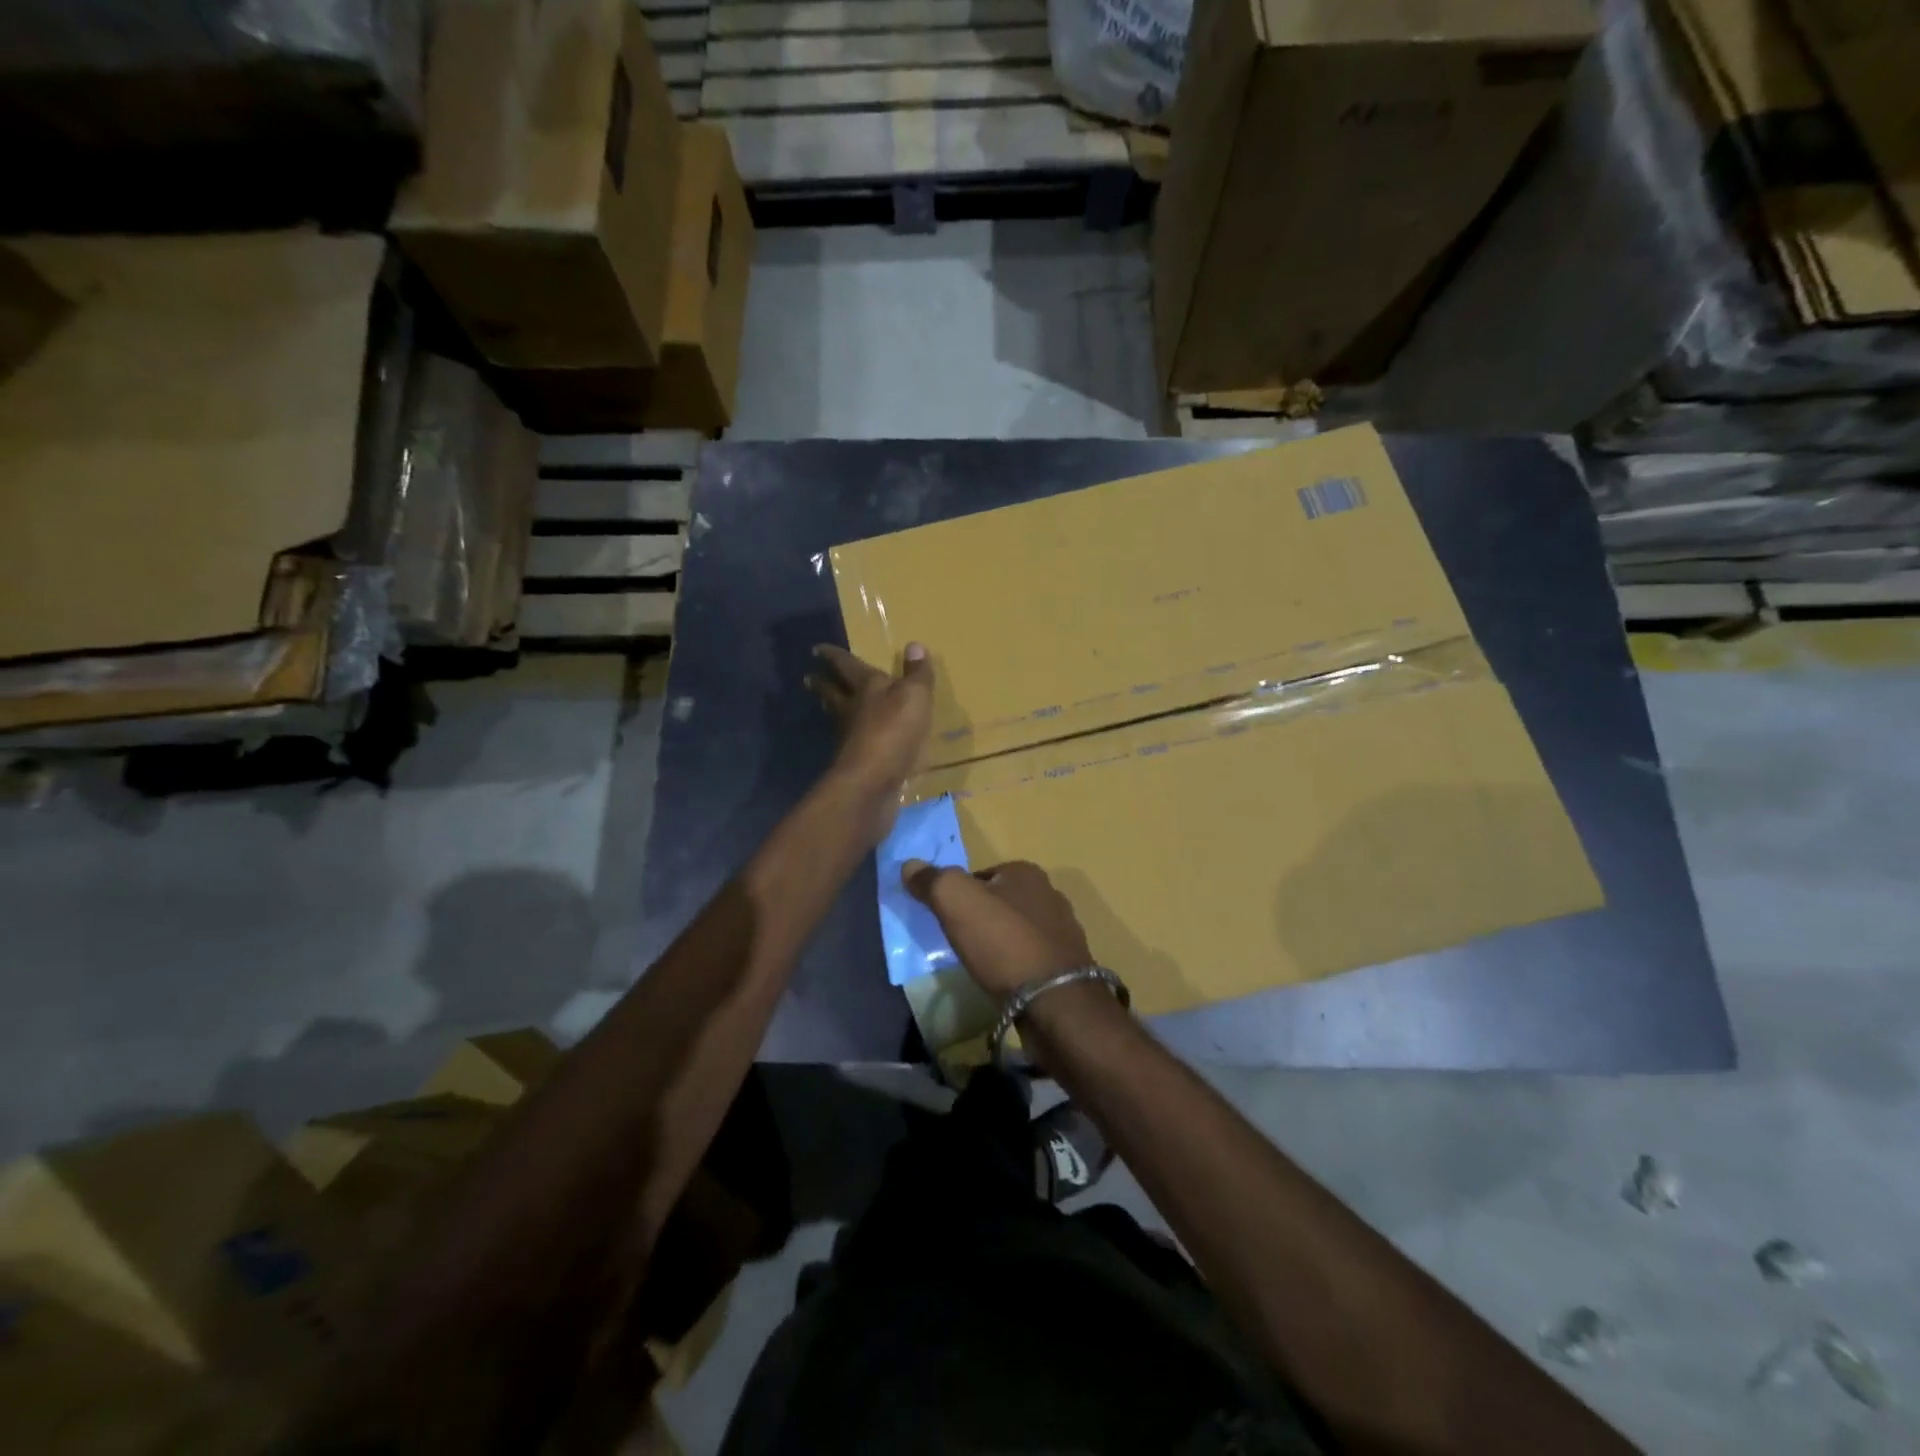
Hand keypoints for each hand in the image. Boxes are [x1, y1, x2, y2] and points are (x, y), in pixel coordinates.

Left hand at [806, 643, 934, 835]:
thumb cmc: (894, 731)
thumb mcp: (915, 696)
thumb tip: (914, 645)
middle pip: (833, 692)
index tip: (817, 649)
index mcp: (865, 687)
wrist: (872, 781)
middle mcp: (852, 709)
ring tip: (825, 703)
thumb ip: (916, 674)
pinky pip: (850, 742)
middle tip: (808, 677)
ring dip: (831, 708)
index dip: (834, 655)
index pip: (847, 665)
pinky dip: (849, 736)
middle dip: (823, 683)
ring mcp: (849, 737)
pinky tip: (852, 739)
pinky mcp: (854, 762)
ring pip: (837, 717)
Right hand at [900, 859, 1092, 998]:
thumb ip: (932, 880)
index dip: (959, 895)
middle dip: (981, 919)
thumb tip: (909, 865)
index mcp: (1026, 872)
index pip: (980, 875)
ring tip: (980, 965)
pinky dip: (1016, 966)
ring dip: (999, 944)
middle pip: (1001, 902)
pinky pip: (1031, 957)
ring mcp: (1063, 931)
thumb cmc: (1003, 943)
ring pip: (1017, 930)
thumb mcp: (956, 901)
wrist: (1055, 1001)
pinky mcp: (1068, 965)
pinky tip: (1004, 982)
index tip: (945, 919)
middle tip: (959, 943)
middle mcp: (1049, 894)